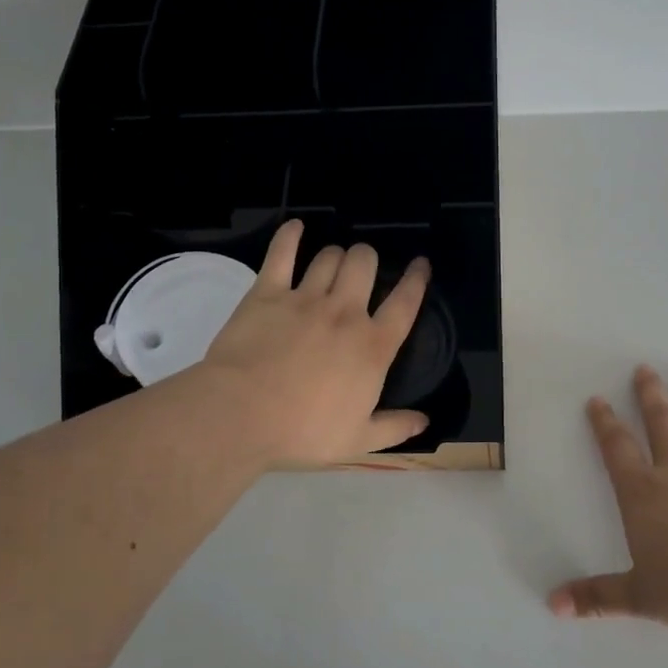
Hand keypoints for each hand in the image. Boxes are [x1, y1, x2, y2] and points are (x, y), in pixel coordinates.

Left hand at [195, 220, 430, 465]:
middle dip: (368, 259)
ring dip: (336, 255)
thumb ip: (394, 427)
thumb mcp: (357, 440)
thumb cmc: (303, 432)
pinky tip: (296, 227)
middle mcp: (345, 313)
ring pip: (329, 257)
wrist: (242, 415)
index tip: (421, 264)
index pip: (405, 303)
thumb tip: (425, 421)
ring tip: (333, 263)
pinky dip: (290, 236)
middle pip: (364, 264)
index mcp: (372, 346)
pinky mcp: (267, 293)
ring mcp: (305, 298)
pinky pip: (281, 253)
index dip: (416, 280)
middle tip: (362, 269)